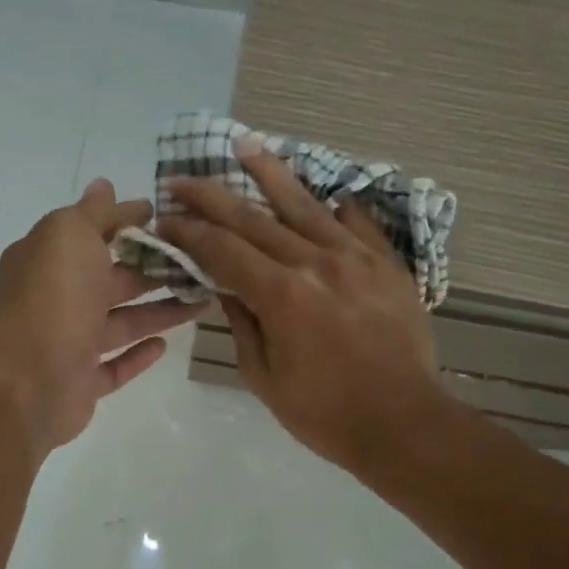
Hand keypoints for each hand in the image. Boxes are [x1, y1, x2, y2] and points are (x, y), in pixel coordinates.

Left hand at [0, 179, 205, 453]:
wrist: (27, 379)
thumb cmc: (53, 295)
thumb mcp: (70, 233)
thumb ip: (93, 212)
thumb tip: (104, 185)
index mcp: (47, 258)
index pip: (91, 232)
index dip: (126, 222)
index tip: (167, 217)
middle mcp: (55, 298)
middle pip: (111, 278)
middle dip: (152, 268)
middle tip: (199, 261)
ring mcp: (67, 342)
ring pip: (121, 322)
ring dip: (159, 311)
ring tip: (203, 300)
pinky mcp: (81, 382)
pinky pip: (114, 366)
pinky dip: (138, 354)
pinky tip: (165, 344)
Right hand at [159, 139, 445, 470]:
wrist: (404, 423)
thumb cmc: (325, 413)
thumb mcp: (265, 377)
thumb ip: (242, 323)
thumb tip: (224, 283)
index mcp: (281, 294)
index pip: (222, 249)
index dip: (188, 231)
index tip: (165, 218)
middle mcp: (316, 262)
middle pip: (254, 218)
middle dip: (212, 196)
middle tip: (182, 179)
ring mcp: (356, 258)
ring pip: (306, 205)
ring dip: (271, 174)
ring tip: (247, 146)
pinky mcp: (387, 264)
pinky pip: (358, 224)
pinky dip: (336, 208)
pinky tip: (325, 194)